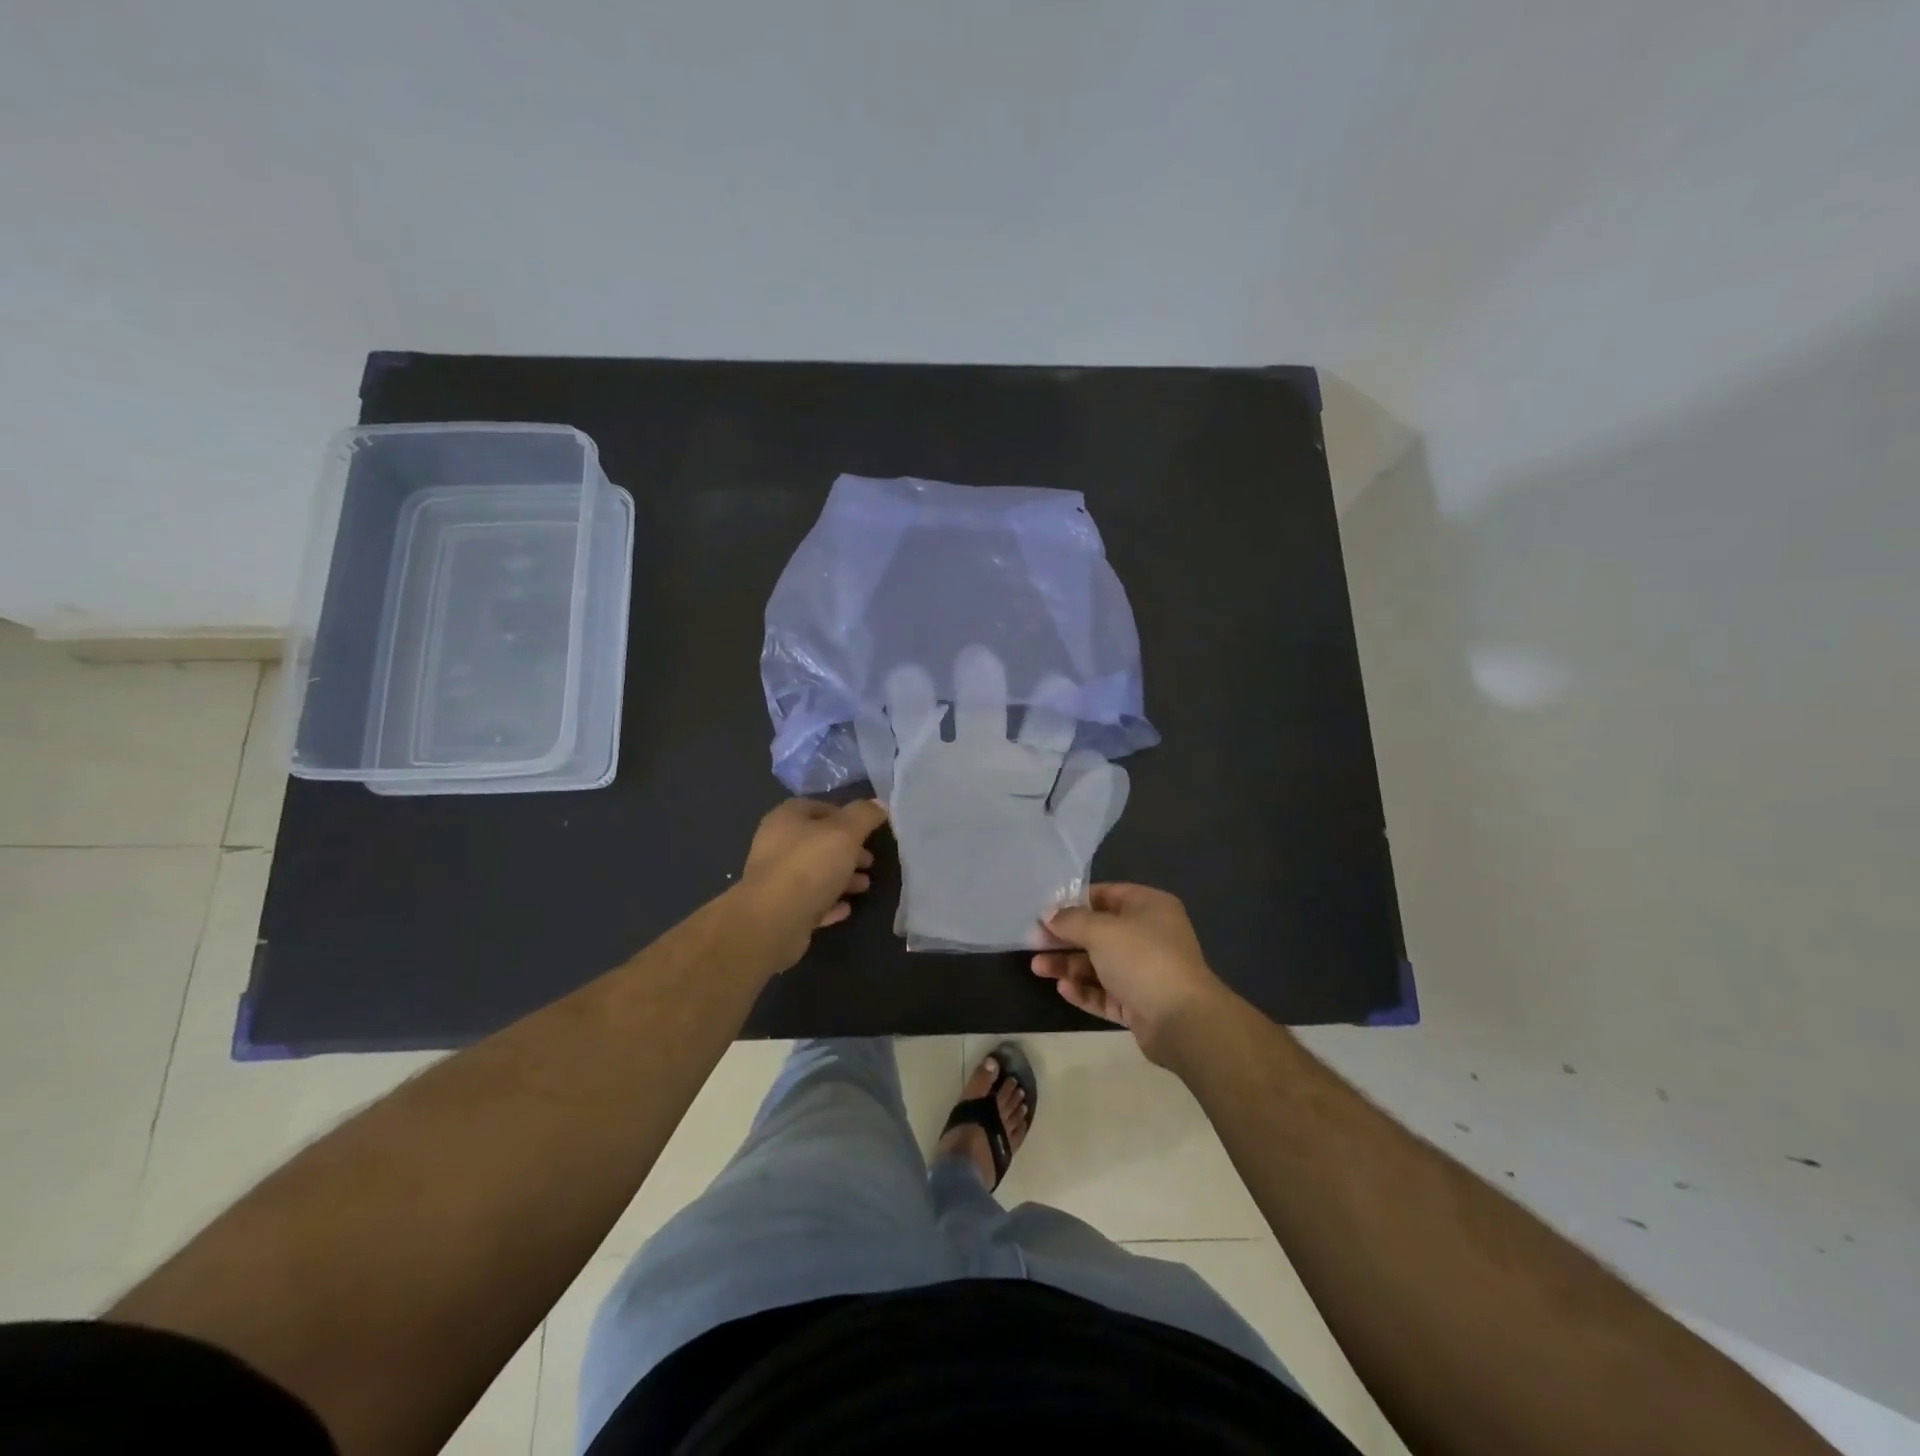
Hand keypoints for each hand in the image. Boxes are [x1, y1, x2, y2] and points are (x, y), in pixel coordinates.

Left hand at [738, 798, 888, 967]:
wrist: (772, 922)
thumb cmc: (809, 866)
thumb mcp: (845, 833)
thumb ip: (864, 815)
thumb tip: (879, 803)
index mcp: (785, 819)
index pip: (816, 807)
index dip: (843, 814)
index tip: (866, 828)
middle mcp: (775, 845)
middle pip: (817, 842)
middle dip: (846, 850)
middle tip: (870, 861)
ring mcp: (775, 880)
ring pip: (814, 873)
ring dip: (841, 877)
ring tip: (864, 885)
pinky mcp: (778, 910)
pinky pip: (809, 901)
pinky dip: (828, 902)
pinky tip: (846, 908)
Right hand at [1033, 883, 1233, 1064]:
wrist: (1182, 1020)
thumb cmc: (1142, 959)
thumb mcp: (1101, 930)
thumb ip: (1071, 920)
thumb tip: (1049, 914)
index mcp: (1149, 907)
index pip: (1105, 896)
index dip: (1073, 903)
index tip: (1044, 914)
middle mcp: (1149, 935)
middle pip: (1099, 932)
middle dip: (1065, 938)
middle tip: (1033, 943)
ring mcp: (1145, 971)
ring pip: (1099, 964)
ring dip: (1069, 965)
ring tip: (1038, 968)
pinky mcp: (1140, 1003)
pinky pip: (1106, 992)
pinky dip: (1085, 989)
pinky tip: (1064, 989)